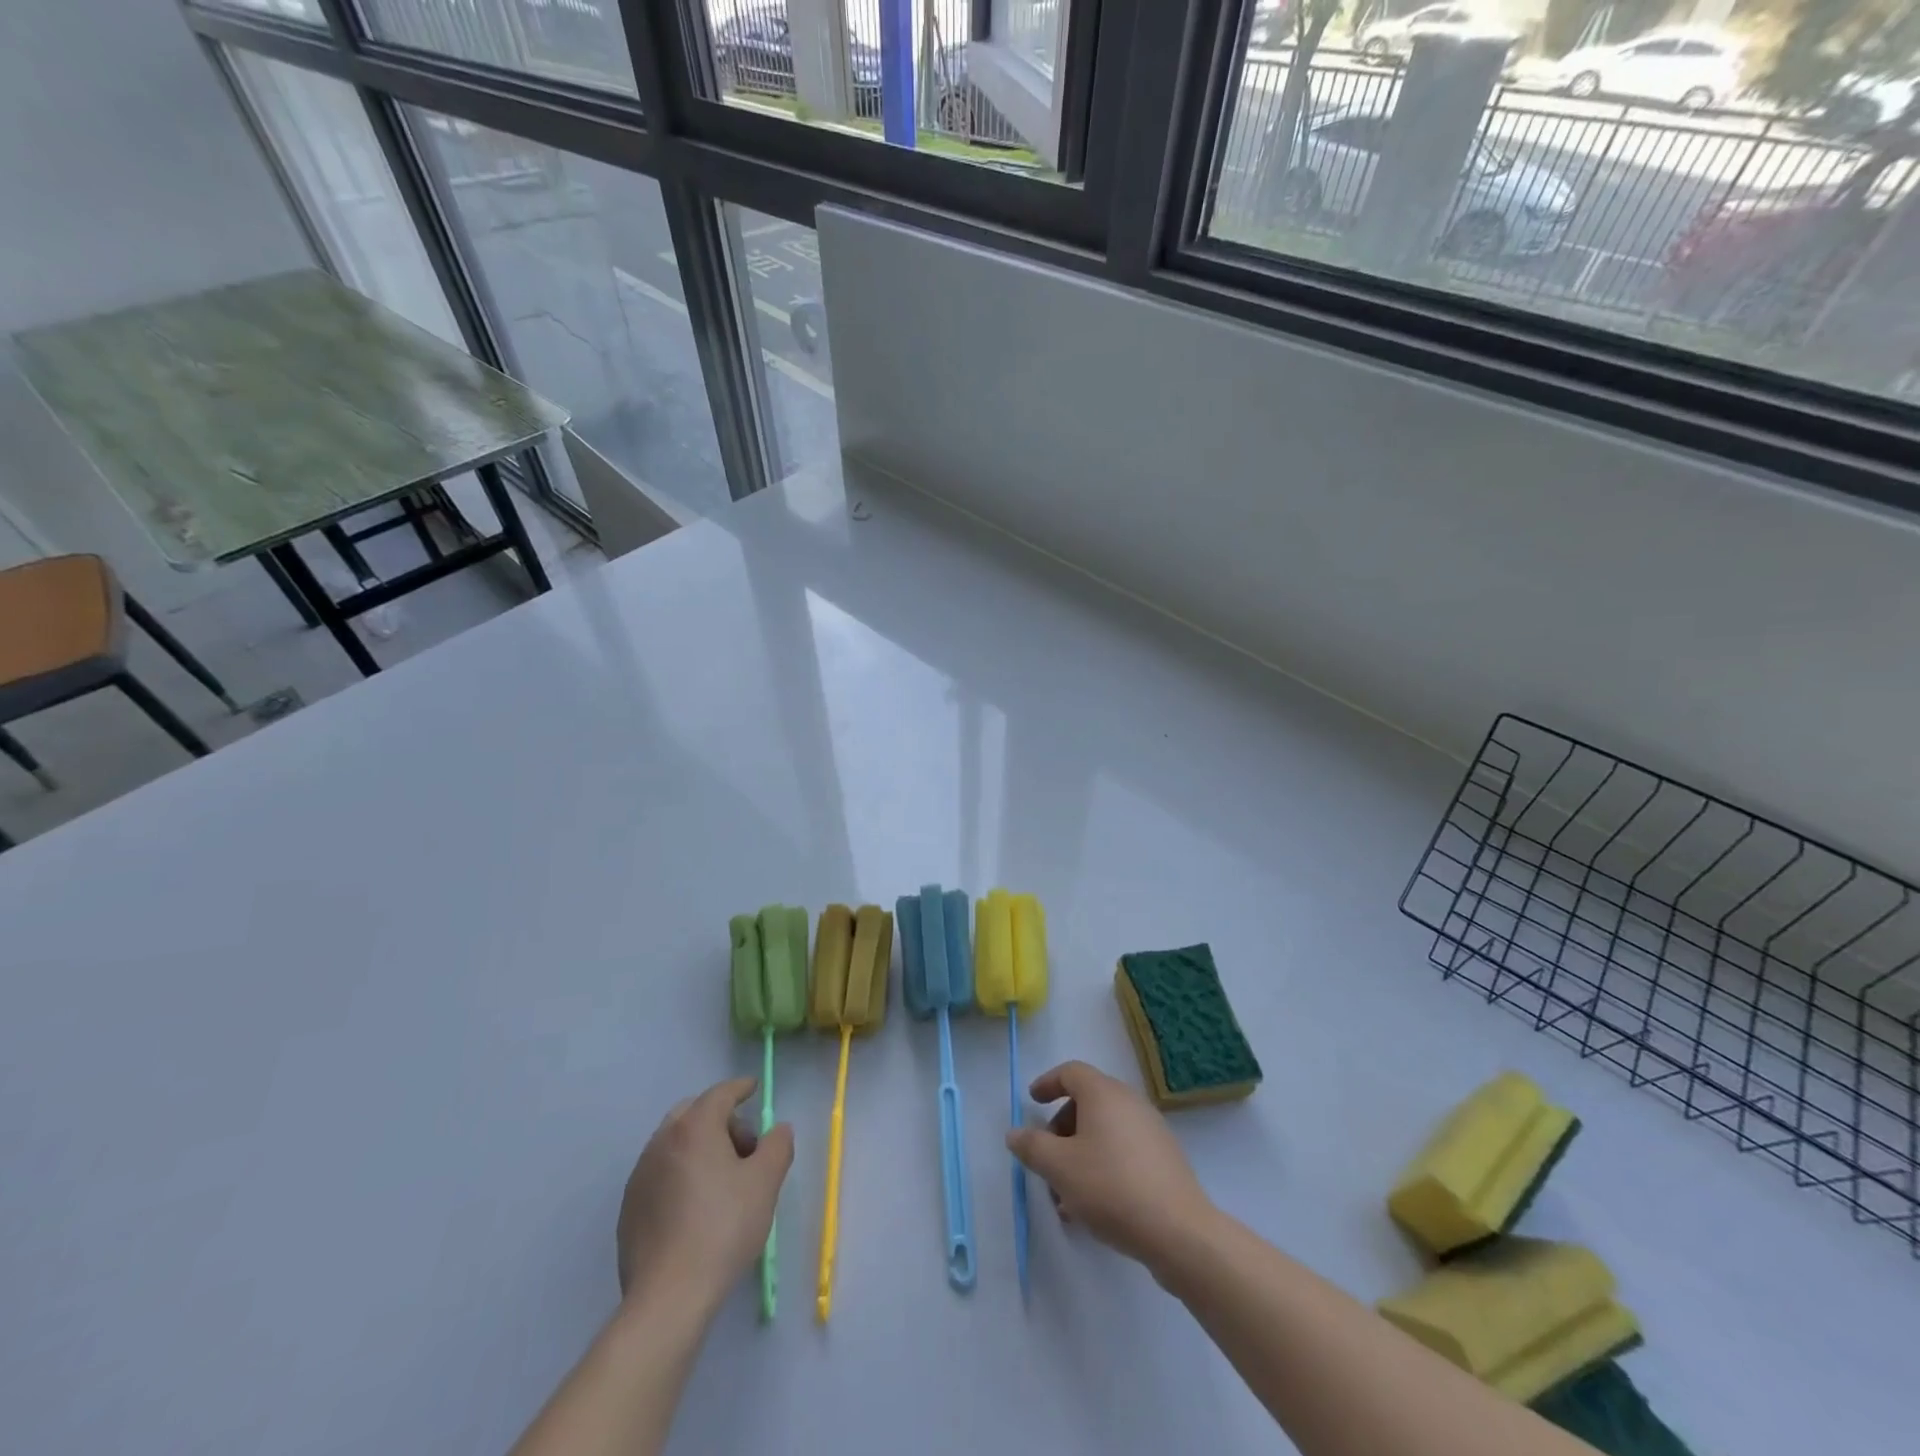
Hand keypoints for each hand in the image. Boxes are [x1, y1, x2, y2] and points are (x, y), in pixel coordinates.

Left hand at [616, 1078, 793, 1313]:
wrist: (668, 1297)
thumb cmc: (723, 1229)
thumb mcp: (765, 1183)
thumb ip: (777, 1145)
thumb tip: (777, 1130)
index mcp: (694, 1128)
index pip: (720, 1094)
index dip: (740, 1088)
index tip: (753, 1088)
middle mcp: (662, 1142)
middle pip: (693, 1113)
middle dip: (719, 1119)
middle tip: (744, 1146)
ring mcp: (640, 1175)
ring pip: (674, 1142)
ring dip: (699, 1146)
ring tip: (722, 1179)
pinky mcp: (629, 1207)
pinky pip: (660, 1172)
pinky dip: (680, 1172)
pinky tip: (695, 1205)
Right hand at [1007, 1060, 1215, 1272]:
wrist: (1179, 1231)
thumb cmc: (1111, 1187)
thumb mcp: (1059, 1167)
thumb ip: (1032, 1146)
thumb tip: (1015, 1133)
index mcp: (1103, 1093)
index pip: (1071, 1072)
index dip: (1048, 1083)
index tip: (1032, 1102)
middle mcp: (1129, 1102)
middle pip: (1087, 1103)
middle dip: (1061, 1130)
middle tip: (1046, 1161)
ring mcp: (1151, 1130)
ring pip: (1104, 1132)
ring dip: (1079, 1155)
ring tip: (1065, 1197)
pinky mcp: (1164, 1159)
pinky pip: (1123, 1151)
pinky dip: (1102, 1166)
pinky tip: (1093, 1207)